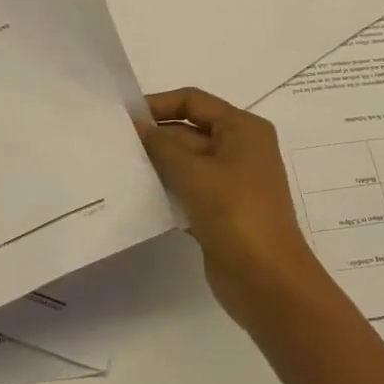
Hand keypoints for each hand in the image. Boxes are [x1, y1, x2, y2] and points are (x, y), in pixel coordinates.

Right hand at [136, 88, 330, 326]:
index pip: (194, 101)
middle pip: (190, 131)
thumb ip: (162, 146)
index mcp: (243, 129)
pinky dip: (167, 190)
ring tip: (120, 167)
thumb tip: (138, 125)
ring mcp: (231, 182)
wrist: (268, 282)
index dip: (159, 105)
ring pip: (187, 162)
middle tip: (115, 145)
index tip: (124, 118)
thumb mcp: (195, 173)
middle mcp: (240, 149)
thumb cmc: (236, 214)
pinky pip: (189, 190)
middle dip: (155, 137)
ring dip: (158, 164)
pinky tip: (139, 196)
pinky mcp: (221, 211)